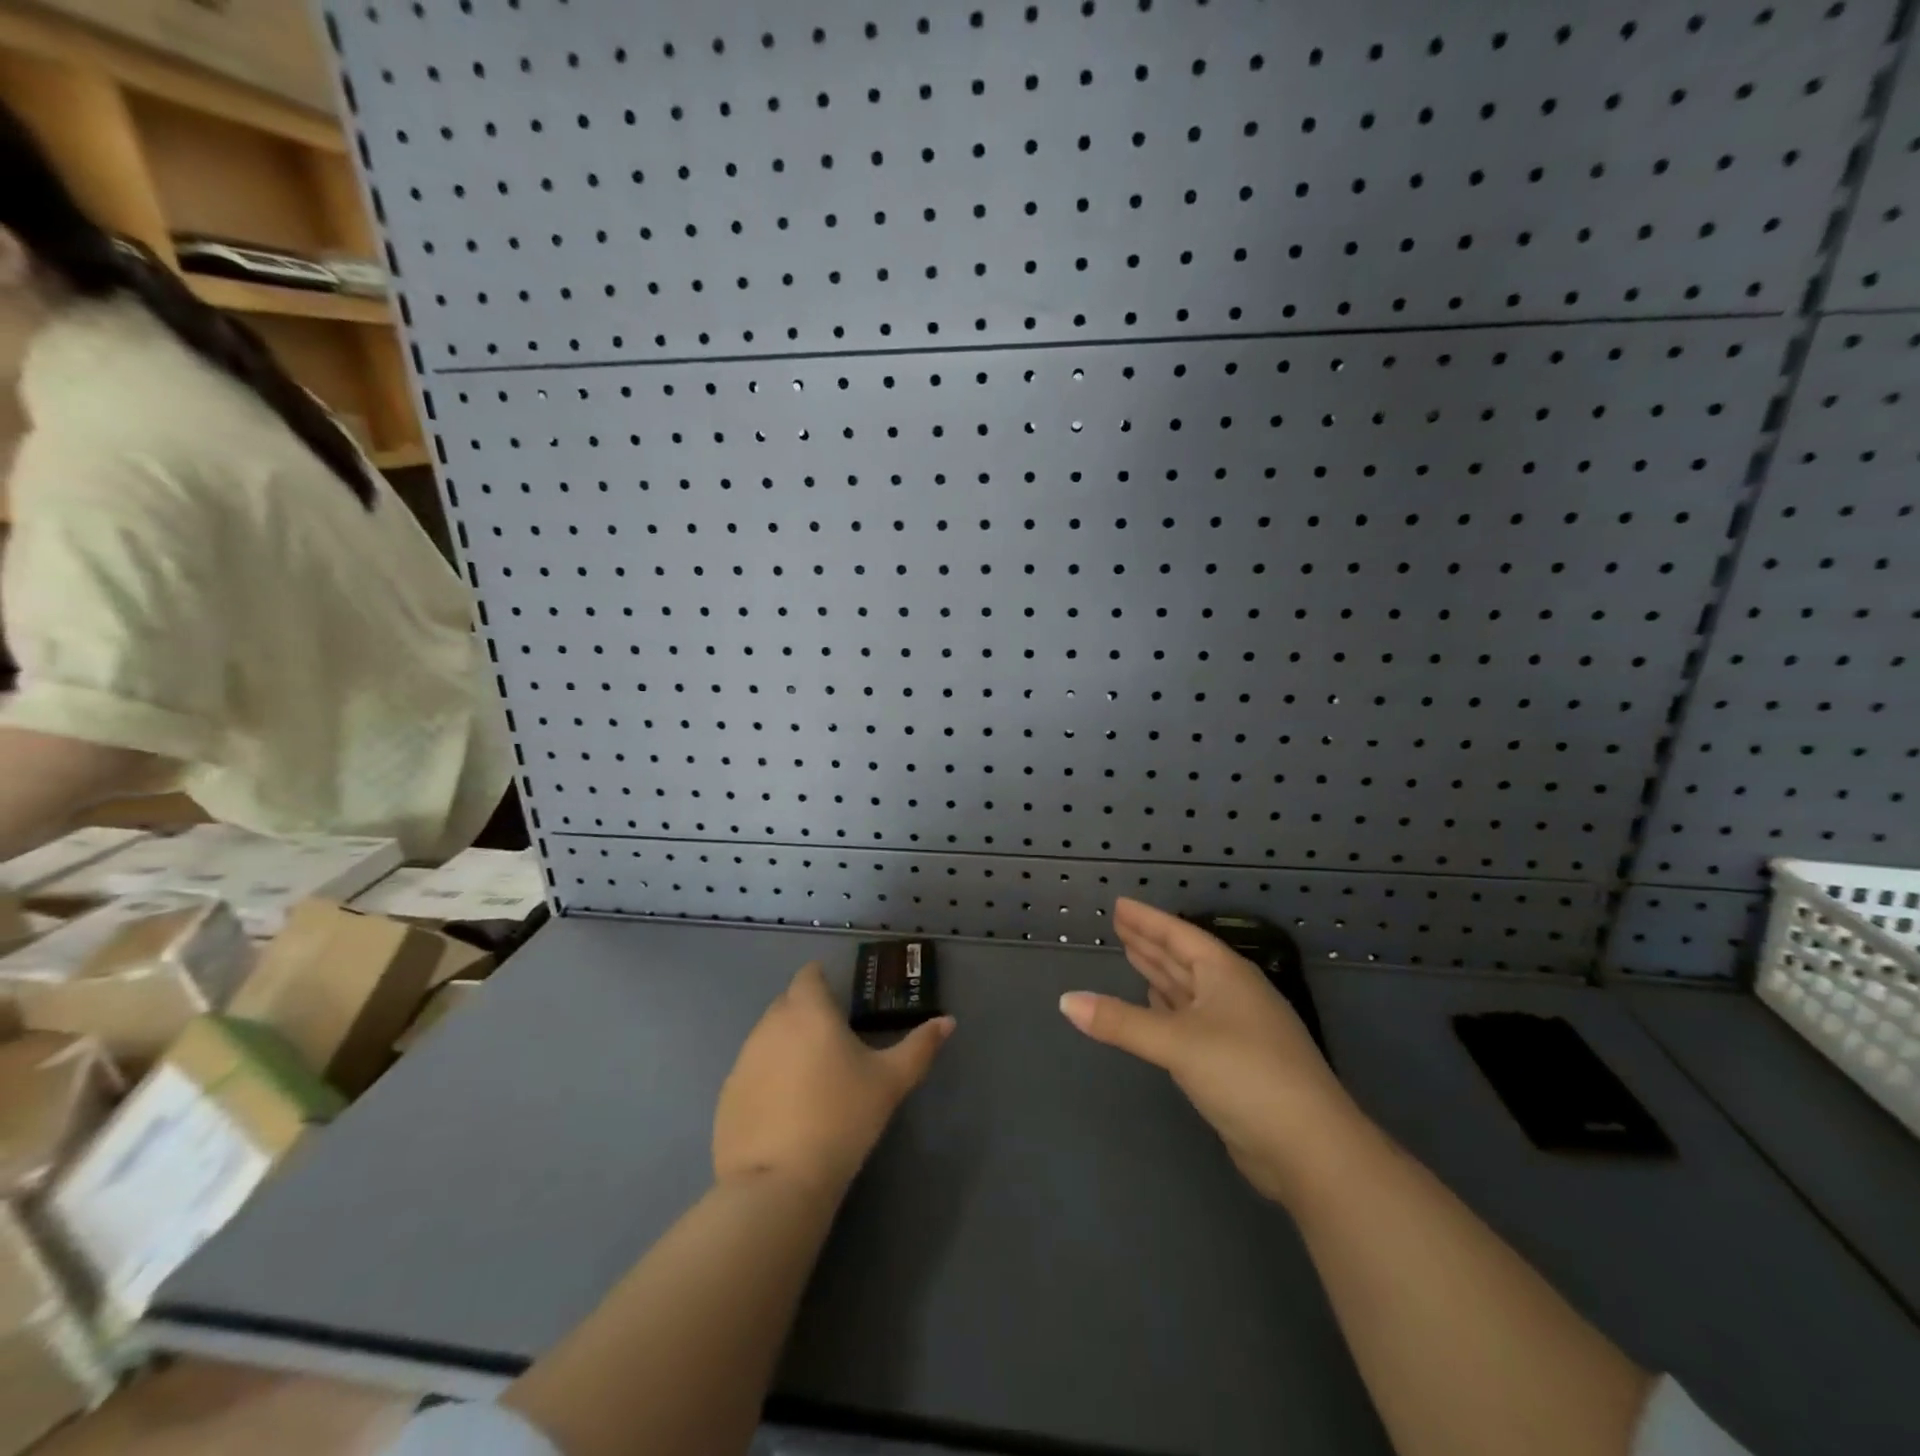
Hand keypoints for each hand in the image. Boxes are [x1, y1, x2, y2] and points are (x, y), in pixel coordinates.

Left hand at [714, 963, 954, 1199]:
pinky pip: (751, 1070)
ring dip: (787, 1044)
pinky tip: (786, 1109)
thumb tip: (947, 1021)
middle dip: (807, 1011)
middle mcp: (770, 1024)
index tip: (841, 999)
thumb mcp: (891, 1082)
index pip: (809, 975)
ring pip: (767, 1036)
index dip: (823, 980)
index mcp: (808, 1011)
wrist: (778, 1183)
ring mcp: (743, 1059)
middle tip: (834, 1041)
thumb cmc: (842, 1118)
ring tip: (812, 1078)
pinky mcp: (727, 1093)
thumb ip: (920, 1046)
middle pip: (787, 1002)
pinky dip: (768, 1077)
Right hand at [1060, 898, 1360, 1202]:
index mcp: (1225, 975)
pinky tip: (1155, 1004)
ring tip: (1133, 955)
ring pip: (1189, 990)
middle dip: (1151, 942)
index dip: (1147, 919)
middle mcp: (1232, 994)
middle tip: (1120, 925)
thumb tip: (1066, 1001)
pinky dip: (1169, 1008)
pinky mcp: (1233, 1062)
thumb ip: (1120, 1021)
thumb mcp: (1177, 1042)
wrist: (1309, 1147)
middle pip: (1184, 959)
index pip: (1178, 935)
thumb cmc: (1245, 1074)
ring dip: (1160, 973)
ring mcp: (1236, 1029)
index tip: (1119, 904)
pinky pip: (1191, 1020)